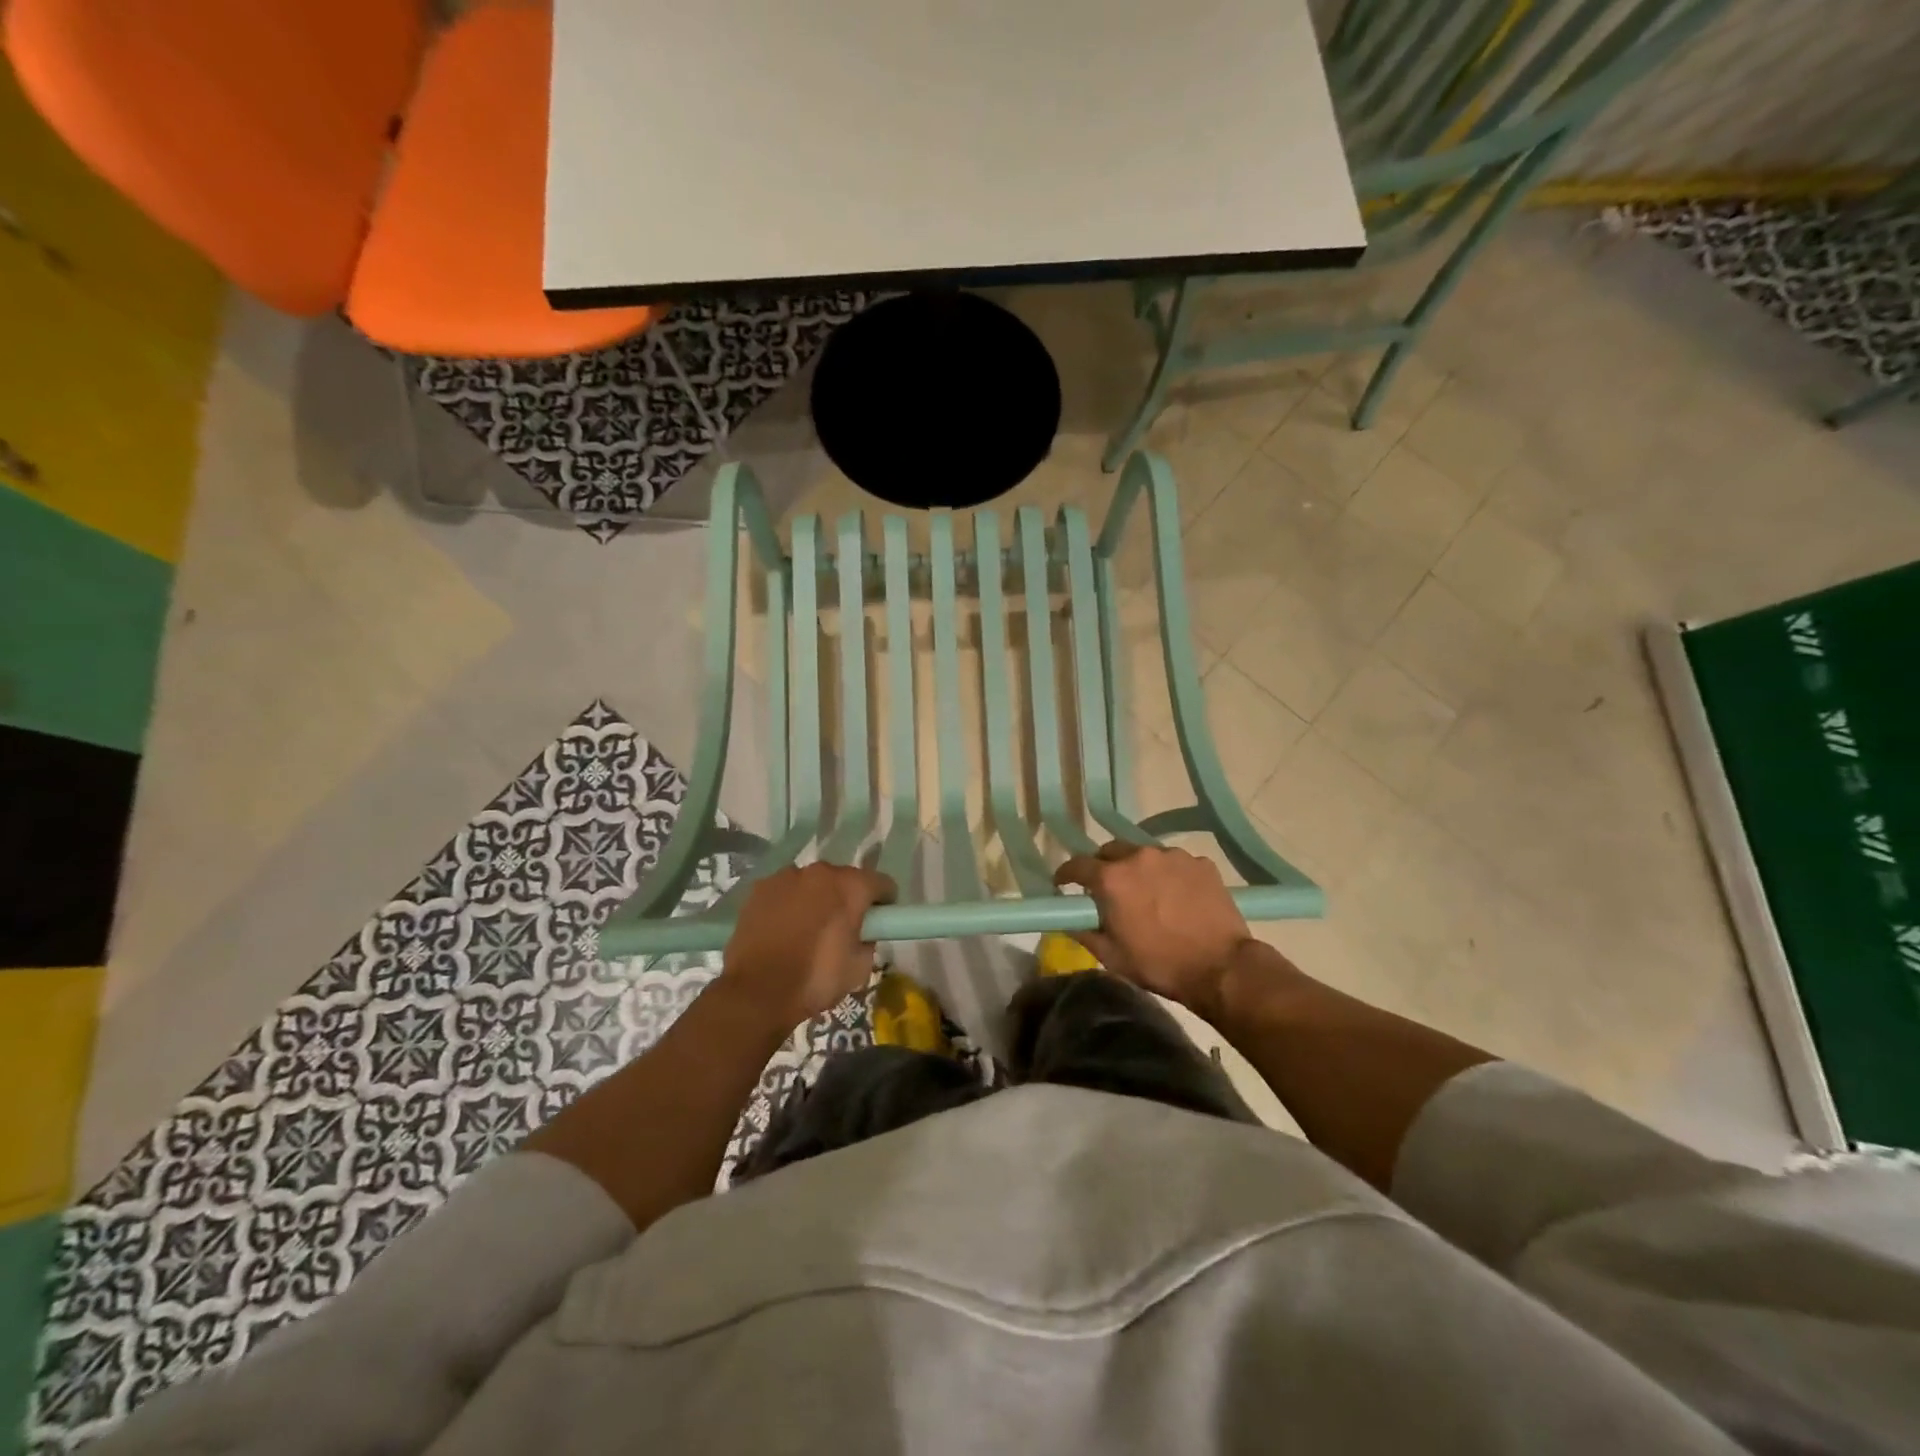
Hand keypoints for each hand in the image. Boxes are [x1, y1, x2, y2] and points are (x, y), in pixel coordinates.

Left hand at [720, 863, 895, 1026]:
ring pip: (812, 883)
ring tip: (807, 930)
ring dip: (817, 899)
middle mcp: (820, 872)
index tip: (878, 922)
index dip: (884, 903)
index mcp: (850, 887)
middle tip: (842, 929)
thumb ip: (868, 941)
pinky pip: (785, 891)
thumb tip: (861, 933)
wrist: (756, 992)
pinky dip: (789, 903)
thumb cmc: (815, 979)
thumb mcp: (859, 969)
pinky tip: (782, 929)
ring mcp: (786, 876)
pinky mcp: (760, 888)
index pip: (882, 883)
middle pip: (845, 879)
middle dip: (848, 899)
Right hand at [1053, 842, 1251, 1012]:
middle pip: (1110, 851)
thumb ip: (1083, 931)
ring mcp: (1173, 856)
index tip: (1063, 884)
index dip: (1066, 874)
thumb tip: (1069, 918)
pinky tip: (1176, 896)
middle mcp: (1139, 856)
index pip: (1077, 865)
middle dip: (1103, 867)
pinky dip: (1168, 875)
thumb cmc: (1160, 964)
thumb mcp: (1111, 956)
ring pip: (1144, 854)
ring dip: (1138, 869)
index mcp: (1112, 878)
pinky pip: (1174, 862)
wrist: (1222, 967)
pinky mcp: (1200, 862)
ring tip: (1146, 892)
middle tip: (1107, 889)